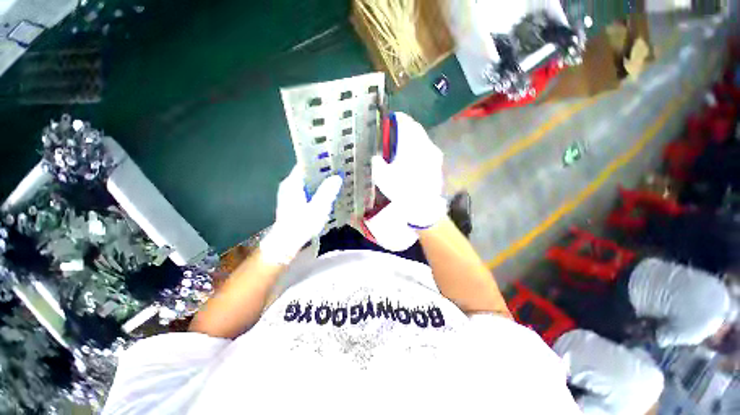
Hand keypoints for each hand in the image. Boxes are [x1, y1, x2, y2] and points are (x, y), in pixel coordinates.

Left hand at [260, 165, 342, 263]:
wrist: (286, 243)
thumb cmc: (301, 224)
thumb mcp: (318, 208)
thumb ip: (327, 191)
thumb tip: (336, 177)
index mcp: (292, 183)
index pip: (304, 165)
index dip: (318, 161)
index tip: (332, 160)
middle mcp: (289, 186)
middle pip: (306, 173)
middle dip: (321, 172)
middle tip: (337, 170)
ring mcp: (289, 194)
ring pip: (307, 183)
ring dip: (319, 182)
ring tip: (335, 180)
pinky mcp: (292, 202)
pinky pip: (306, 191)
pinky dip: (316, 190)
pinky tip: (326, 193)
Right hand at [371, 112, 445, 228]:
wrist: (424, 207)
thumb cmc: (403, 190)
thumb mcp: (383, 177)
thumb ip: (377, 163)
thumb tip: (376, 157)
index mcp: (411, 145)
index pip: (405, 122)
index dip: (396, 118)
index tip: (389, 120)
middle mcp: (425, 145)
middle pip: (415, 128)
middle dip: (405, 128)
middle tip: (394, 133)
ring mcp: (434, 154)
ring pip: (422, 138)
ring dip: (412, 138)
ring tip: (402, 146)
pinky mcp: (437, 163)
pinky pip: (427, 149)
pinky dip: (419, 149)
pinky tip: (412, 159)